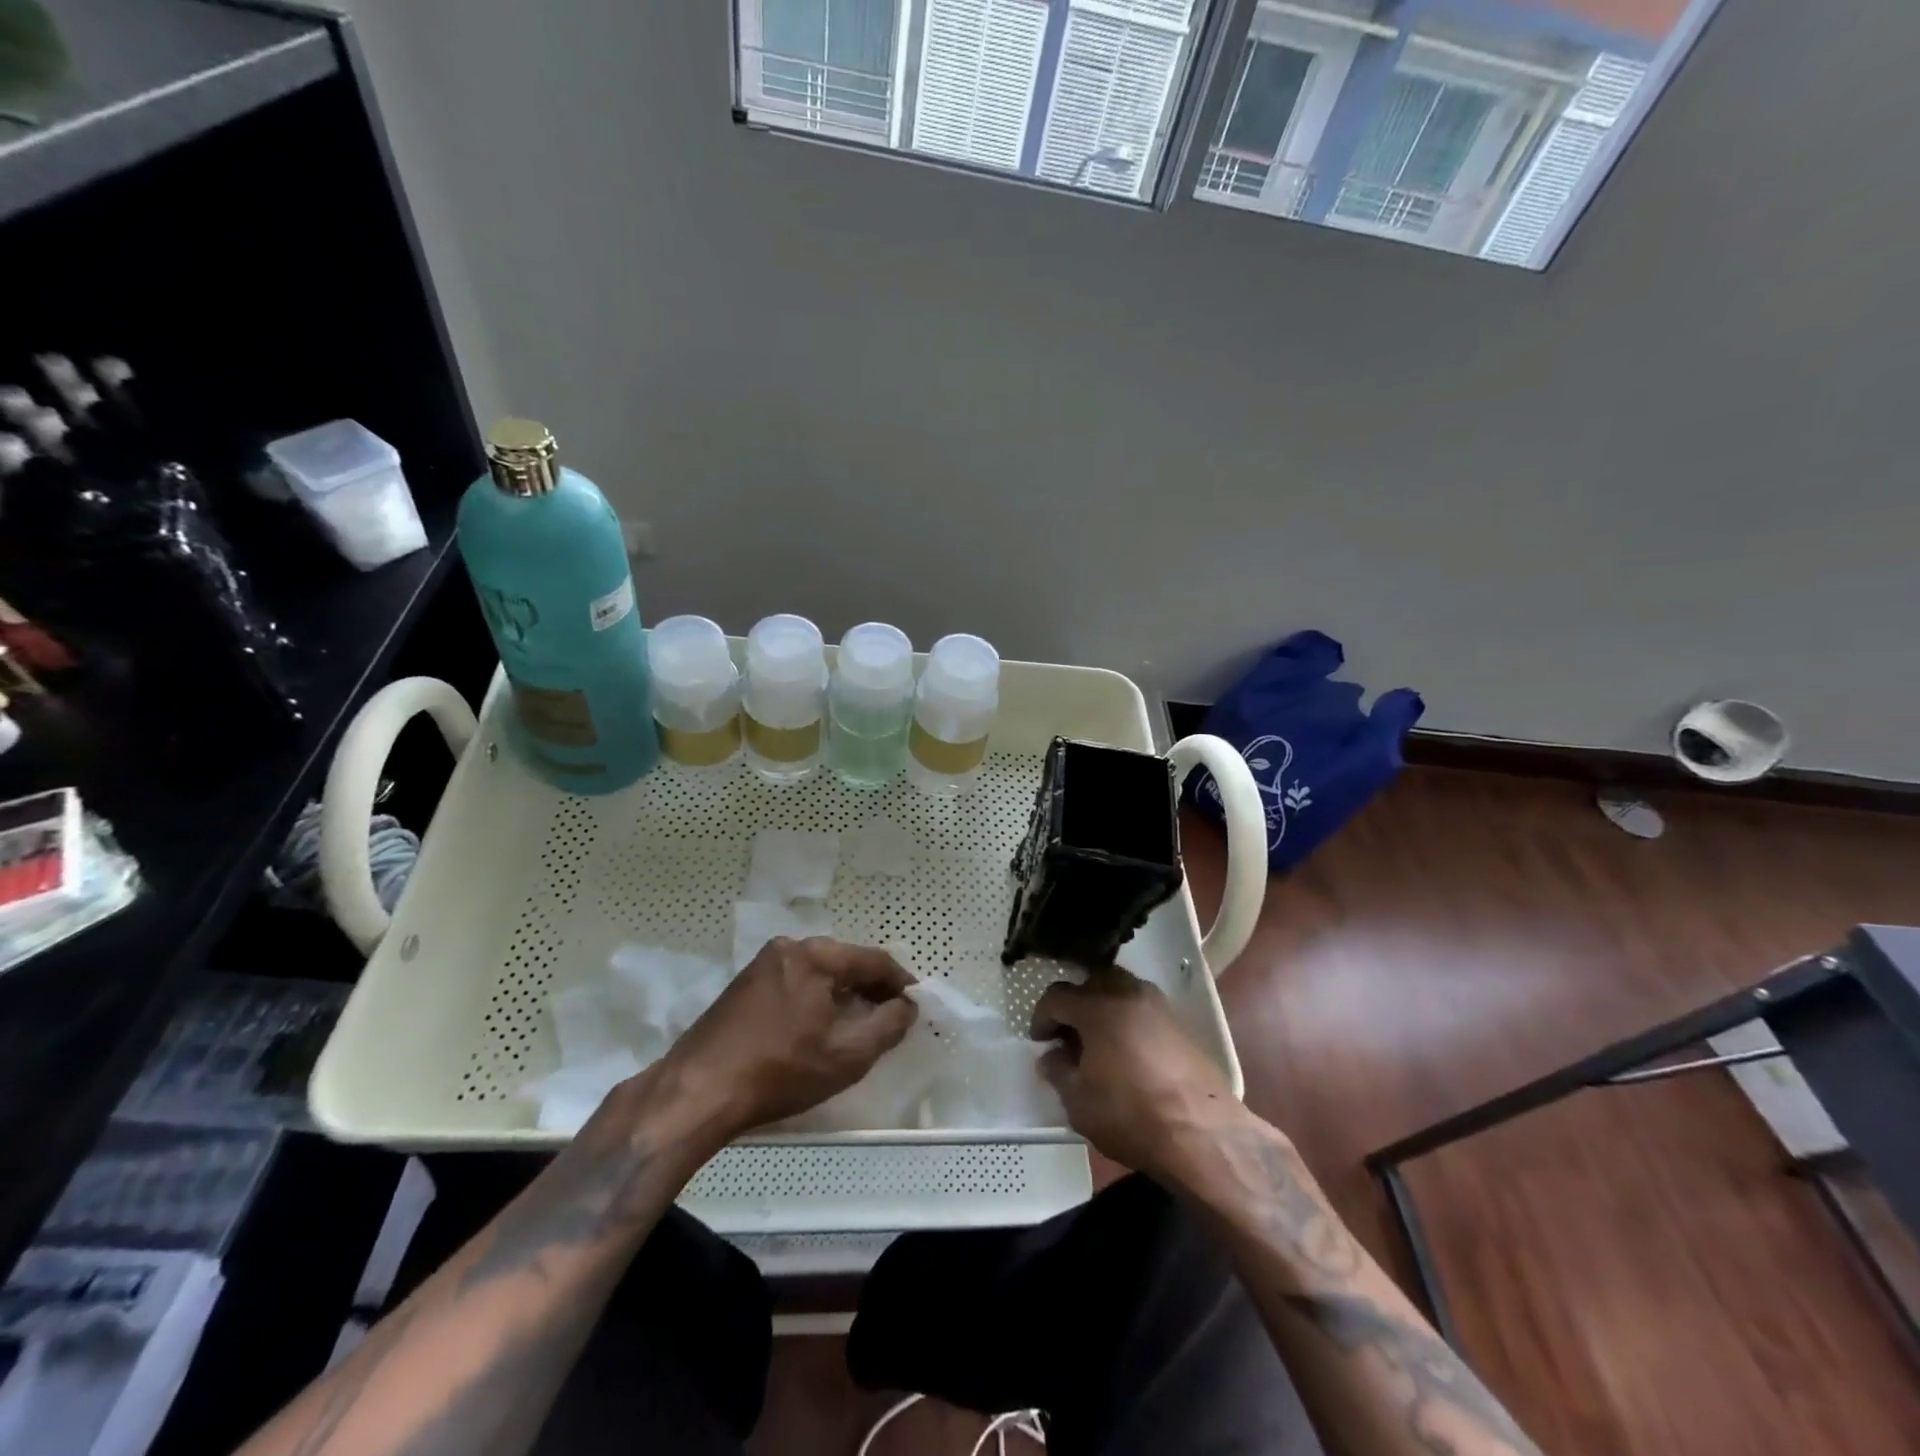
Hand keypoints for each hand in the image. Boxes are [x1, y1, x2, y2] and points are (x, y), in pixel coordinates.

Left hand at [655, 937, 917, 1140]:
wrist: (697, 1092)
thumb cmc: (780, 1070)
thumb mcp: (848, 1055)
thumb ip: (888, 1025)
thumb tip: (907, 1006)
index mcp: (815, 956)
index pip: (873, 960)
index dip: (900, 982)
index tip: (916, 1004)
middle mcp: (788, 948)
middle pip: (844, 962)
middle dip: (871, 987)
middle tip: (891, 1016)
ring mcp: (761, 965)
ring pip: (818, 973)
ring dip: (842, 994)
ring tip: (858, 1024)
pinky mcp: (742, 986)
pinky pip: (794, 983)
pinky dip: (815, 999)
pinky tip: (818, 1027)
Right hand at [1031, 967, 1248, 1182]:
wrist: (1203, 1134)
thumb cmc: (1131, 1115)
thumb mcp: (1079, 1102)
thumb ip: (1058, 1072)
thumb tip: (1051, 1056)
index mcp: (1098, 1007)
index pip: (1057, 996)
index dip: (1042, 1017)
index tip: (1039, 1040)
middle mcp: (1127, 993)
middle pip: (1092, 980)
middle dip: (1075, 1001)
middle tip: (1068, 1032)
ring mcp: (1158, 1005)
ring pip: (1120, 989)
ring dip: (1103, 1005)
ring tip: (1097, 1039)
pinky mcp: (1180, 1023)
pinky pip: (1142, 1006)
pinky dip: (1126, 1017)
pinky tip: (1125, 1048)